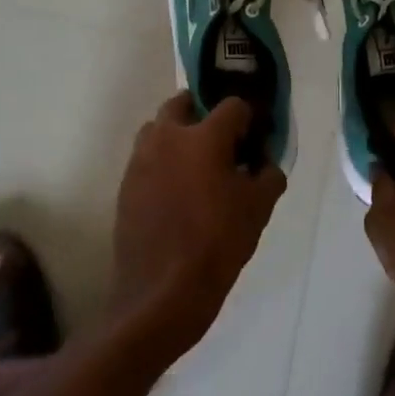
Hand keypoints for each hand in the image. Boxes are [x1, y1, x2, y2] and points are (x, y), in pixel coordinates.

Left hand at [111, 94, 286, 360]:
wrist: (163, 292)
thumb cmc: (218, 243)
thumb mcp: (259, 209)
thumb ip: (268, 175)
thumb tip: (265, 163)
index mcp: (204, 136)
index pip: (232, 106)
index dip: (247, 119)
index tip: (254, 139)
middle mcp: (167, 137)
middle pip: (183, 103)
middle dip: (203, 113)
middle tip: (221, 142)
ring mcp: (141, 159)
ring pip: (158, 129)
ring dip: (177, 135)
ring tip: (196, 166)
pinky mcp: (126, 184)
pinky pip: (146, 158)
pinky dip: (162, 163)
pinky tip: (177, 193)